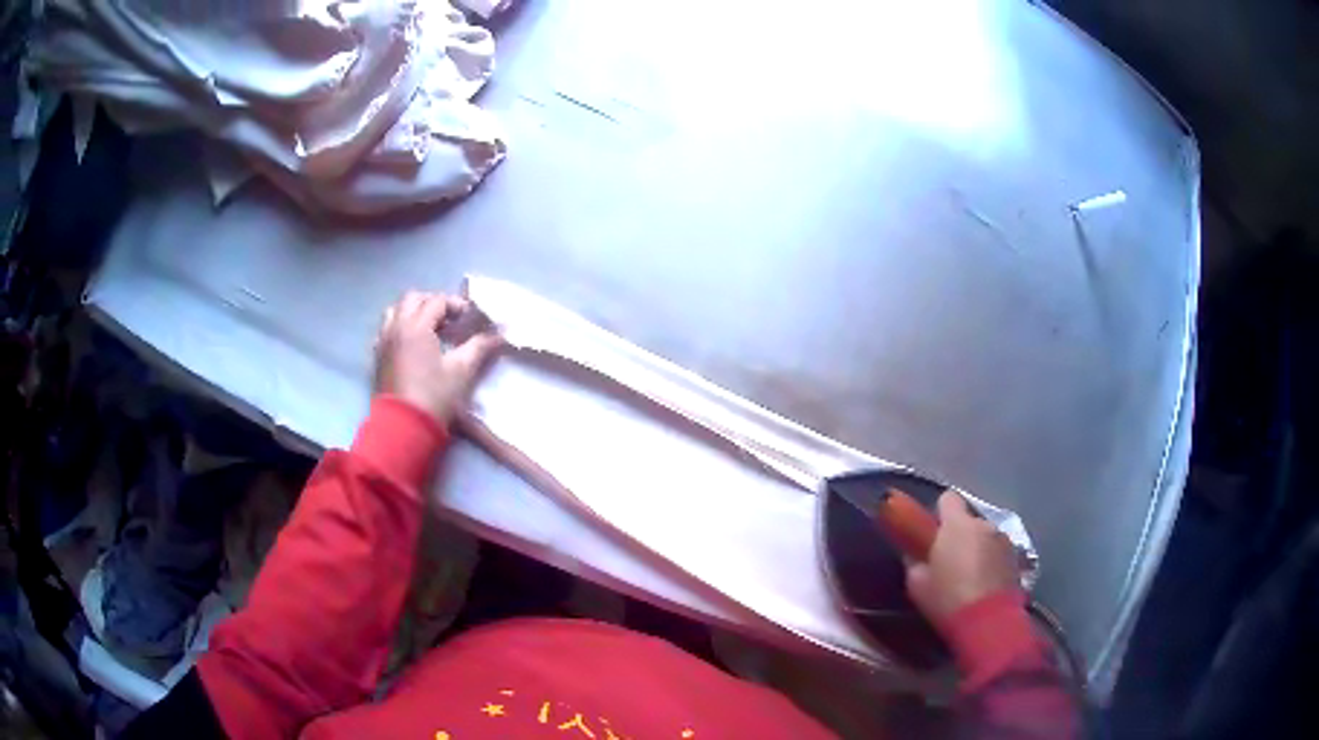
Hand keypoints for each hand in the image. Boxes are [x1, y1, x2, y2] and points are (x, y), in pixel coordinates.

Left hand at [373, 291, 502, 425]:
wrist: (403, 427)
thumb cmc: (434, 396)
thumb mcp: (462, 371)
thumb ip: (480, 346)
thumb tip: (499, 334)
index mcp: (417, 326)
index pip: (437, 301)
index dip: (456, 305)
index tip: (470, 318)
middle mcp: (396, 327)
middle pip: (413, 298)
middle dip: (433, 302)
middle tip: (450, 319)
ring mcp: (384, 341)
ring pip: (395, 311)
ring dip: (413, 311)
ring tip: (429, 328)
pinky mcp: (378, 356)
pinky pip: (386, 329)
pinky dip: (400, 327)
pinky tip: (411, 343)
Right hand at [906, 492, 1021, 621]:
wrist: (988, 622)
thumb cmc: (947, 599)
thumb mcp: (917, 585)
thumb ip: (915, 563)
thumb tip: (915, 556)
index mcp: (956, 525)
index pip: (948, 499)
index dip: (940, 513)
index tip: (933, 532)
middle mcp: (984, 524)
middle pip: (969, 521)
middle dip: (961, 535)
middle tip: (950, 561)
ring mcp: (1004, 540)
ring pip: (986, 537)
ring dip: (978, 548)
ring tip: (971, 576)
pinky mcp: (1017, 558)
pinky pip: (999, 552)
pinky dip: (992, 562)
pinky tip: (985, 584)